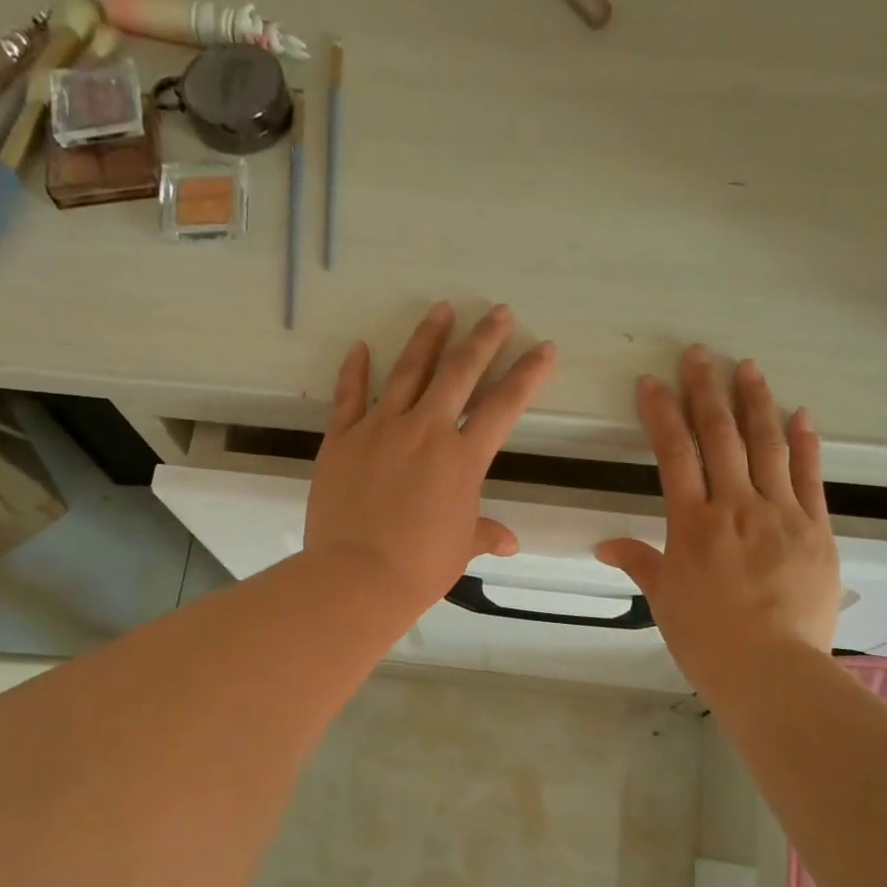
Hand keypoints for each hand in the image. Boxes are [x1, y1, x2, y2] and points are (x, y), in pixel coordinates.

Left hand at [307, 302, 555, 614]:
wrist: (357, 577)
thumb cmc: (419, 567)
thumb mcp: (461, 548)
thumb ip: (485, 534)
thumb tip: (508, 542)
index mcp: (462, 459)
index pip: (503, 407)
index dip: (527, 375)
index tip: (544, 348)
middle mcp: (425, 431)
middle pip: (459, 373)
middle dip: (483, 339)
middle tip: (498, 312)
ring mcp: (380, 429)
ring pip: (408, 371)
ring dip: (428, 338)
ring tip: (442, 309)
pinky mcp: (342, 438)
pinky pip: (348, 396)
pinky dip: (353, 370)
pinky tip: (359, 347)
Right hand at [595, 346, 839, 701]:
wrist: (770, 668)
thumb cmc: (706, 639)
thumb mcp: (664, 600)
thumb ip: (639, 563)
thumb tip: (604, 545)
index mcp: (692, 524)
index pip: (674, 454)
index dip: (661, 413)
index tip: (653, 382)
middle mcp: (735, 506)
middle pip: (720, 436)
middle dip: (706, 391)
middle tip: (700, 354)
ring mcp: (781, 513)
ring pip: (766, 445)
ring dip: (755, 402)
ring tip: (747, 367)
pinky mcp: (816, 528)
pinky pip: (809, 475)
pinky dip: (804, 442)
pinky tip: (800, 414)